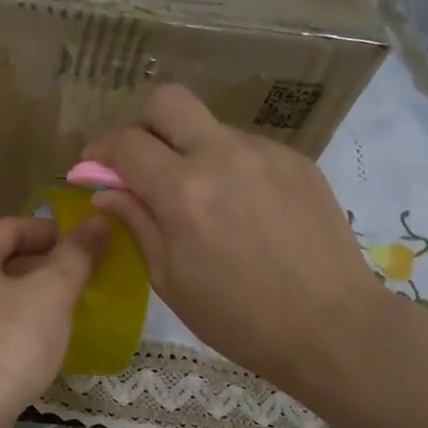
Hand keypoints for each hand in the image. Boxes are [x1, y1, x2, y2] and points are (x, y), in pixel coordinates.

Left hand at [0, 215, 108, 427]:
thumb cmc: (5, 346)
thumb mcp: (50, 294)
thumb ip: (76, 255)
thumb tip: (99, 222)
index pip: (12, 227)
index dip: (54, 233)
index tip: (90, 248)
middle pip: (1, 260)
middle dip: (45, 267)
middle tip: (86, 282)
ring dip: (32, 299)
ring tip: (71, 311)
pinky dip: (14, 325)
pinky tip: (42, 343)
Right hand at [84, 85, 385, 392]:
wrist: (332, 326)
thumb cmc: (238, 317)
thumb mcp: (170, 279)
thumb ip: (137, 223)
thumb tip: (107, 192)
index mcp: (183, 191)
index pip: (127, 143)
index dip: (101, 151)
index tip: (95, 168)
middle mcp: (222, 156)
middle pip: (168, 101)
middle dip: (142, 124)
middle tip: (141, 163)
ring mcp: (265, 153)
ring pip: (209, 126)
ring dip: (189, 150)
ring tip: (201, 199)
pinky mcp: (297, 161)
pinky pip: (246, 148)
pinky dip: (228, 167)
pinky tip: (241, 209)